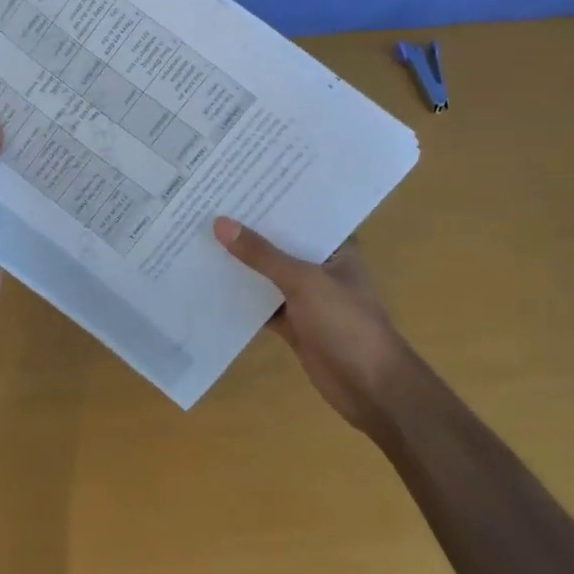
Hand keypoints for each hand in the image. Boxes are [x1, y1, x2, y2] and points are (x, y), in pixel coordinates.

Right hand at [214, 217, 410, 434]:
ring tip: (201, 237)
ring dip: (242, 264)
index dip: (270, 200)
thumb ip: (262, 254)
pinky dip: (242, 298)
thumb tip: (220, 224)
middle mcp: (320, 267)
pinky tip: (210, 283)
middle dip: (249, 231)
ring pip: (268, 275)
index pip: (299, 214)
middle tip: (208, 205)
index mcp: (334, 247)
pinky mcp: (294, 324)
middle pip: (279, 244)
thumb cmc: (346, 323)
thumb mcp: (303, 281)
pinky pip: (263, 304)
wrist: (372, 389)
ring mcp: (307, 297)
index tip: (234, 183)